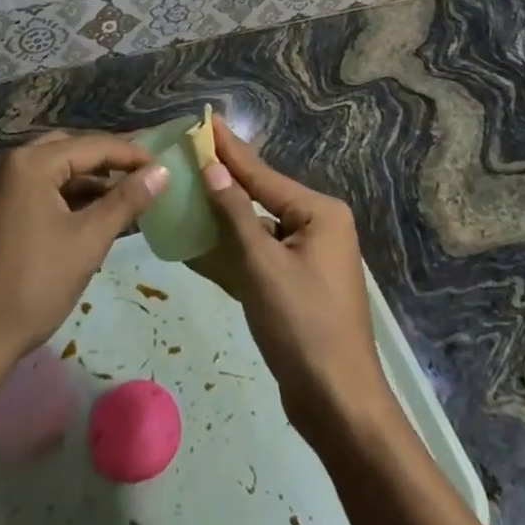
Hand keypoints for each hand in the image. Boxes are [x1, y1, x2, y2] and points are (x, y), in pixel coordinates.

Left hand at [0, 131, 165, 392]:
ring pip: (51, 170)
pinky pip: (33, 187)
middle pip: (69, 150)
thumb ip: (127, 201)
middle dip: (107, 163)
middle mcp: (6, 162)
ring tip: (122, 200)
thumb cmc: (31, 288)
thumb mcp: (87, 242)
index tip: (163, 167)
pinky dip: (62, 195)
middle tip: (143, 178)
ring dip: (85, 181)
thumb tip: (162, 171)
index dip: (131, 155)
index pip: (92, 146)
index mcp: (29, 163)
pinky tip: (87, 216)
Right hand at [190, 117, 394, 445]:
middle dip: (224, 180)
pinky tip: (197, 243)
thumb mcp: (263, 266)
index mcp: (319, 213)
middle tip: (190, 152)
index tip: (206, 120)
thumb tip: (212, 168)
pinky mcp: (295, 285)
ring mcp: (307, 257)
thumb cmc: (303, 327)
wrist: (338, 404)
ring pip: (256, 228)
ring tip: (186, 190)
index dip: (230, 149)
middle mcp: (317, 227)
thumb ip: (235, 215)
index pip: (263, 175)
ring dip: (222, 218)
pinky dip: (231, 252)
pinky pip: (258, 257)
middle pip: (261, 197)